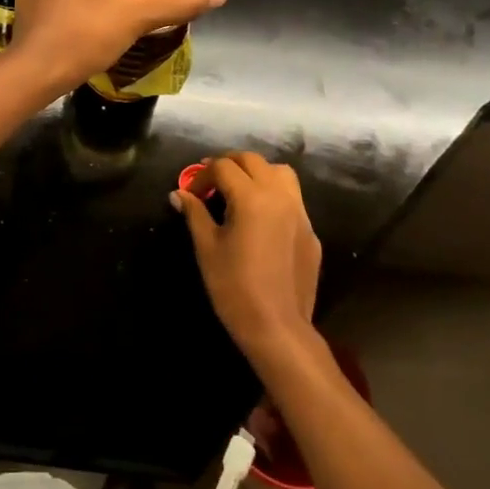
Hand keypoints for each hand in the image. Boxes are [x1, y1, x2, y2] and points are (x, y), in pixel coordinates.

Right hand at [173, 153, 321, 359]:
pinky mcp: (311, 232)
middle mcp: (280, 196)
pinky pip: (293, 200)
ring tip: (240, 190)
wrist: (277, 327)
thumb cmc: (234, 286)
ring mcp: (301, 214)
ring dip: (258, 172)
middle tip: (210, 182)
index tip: (190, 192)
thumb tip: (178, 194)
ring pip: (281, 173)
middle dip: (229, 164)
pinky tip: (261, 220)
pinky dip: (274, 196)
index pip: (223, 167)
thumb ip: (194, 214)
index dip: (202, 174)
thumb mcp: (206, 247)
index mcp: (252, 197)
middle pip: (253, 161)